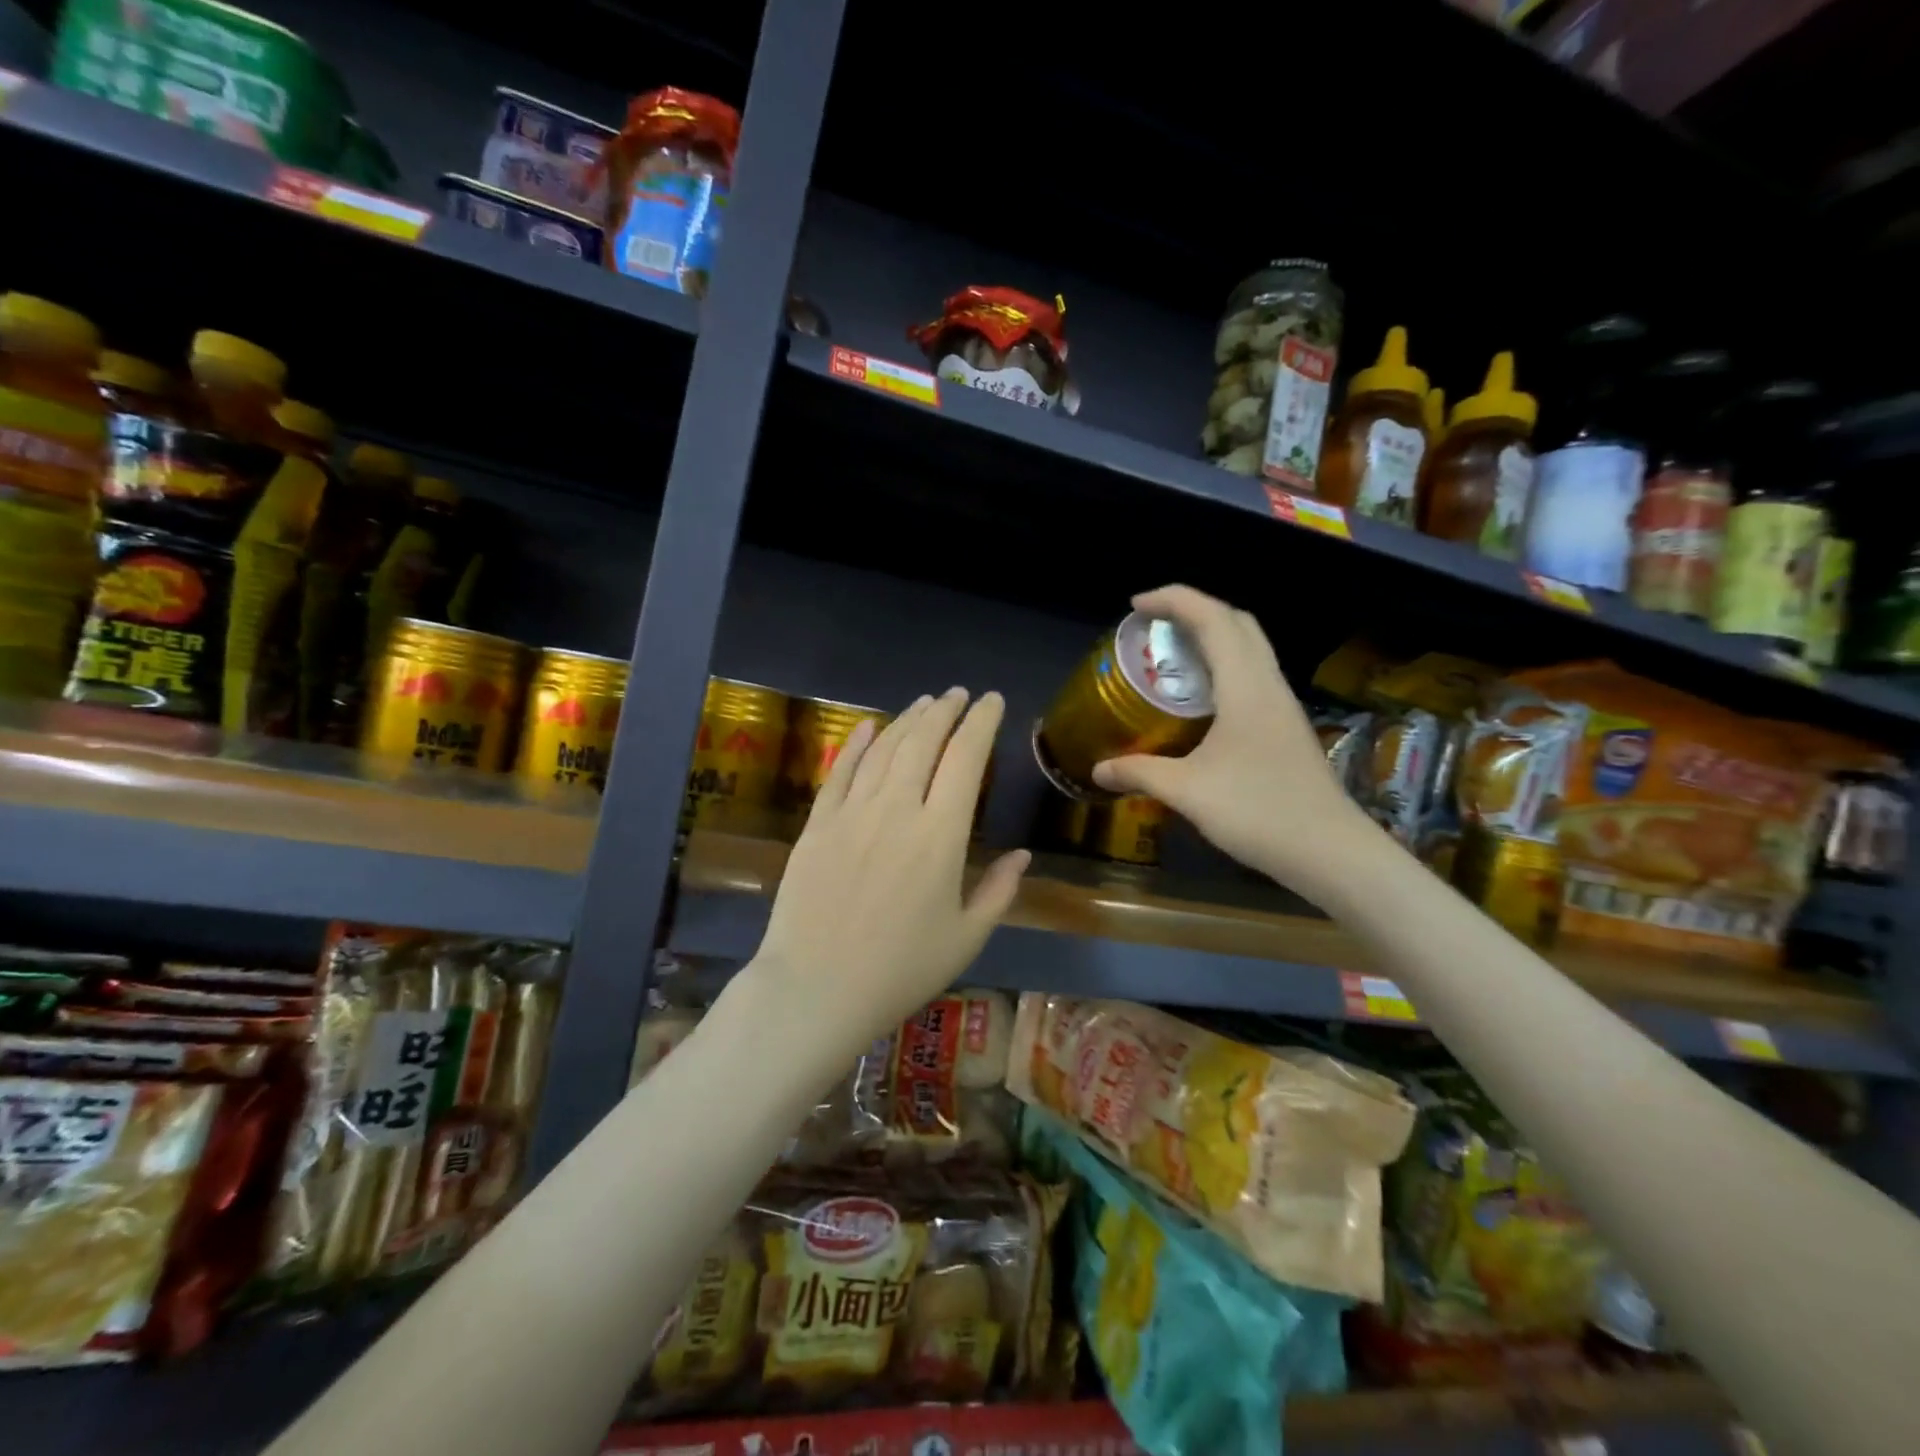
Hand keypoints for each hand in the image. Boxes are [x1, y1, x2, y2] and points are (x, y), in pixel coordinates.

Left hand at [747, 688, 1030, 1056]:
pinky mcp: (817, 825)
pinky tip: (870, 726)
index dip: (981, 723)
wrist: (816, 989)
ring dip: (907, 720)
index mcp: (941, 836)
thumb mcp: (966, 938)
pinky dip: (857, 744)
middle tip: (958, 694)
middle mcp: (897, 810)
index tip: (992, 701)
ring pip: (884, 750)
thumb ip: (999, 891)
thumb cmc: (900, 970)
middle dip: (945, 711)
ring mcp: (852, 814)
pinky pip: (840, 772)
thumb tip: (1022, 854)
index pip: (966, 759)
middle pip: (923, 742)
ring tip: (925, 703)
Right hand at [1091, 584, 1373, 891]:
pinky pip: (1252, 675)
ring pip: (1250, 648)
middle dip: (1194, 610)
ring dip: (1212, 636)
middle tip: (1153, 625)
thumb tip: (1098, 770)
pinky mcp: (1286, 728)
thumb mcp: (1188, 792)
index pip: (1213, 618)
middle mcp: (1268, 685)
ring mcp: (1282, 706)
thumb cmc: (1258, 812)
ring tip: (1171, 655)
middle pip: (1237, 622)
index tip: (1135, 604)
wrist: (1331, 852)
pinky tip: (1200, 699)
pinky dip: (1223, 666)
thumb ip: (1141, 773)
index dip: (1174, 599)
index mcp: (1246, 686)